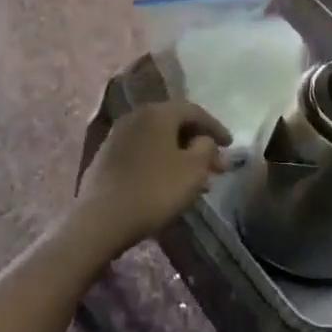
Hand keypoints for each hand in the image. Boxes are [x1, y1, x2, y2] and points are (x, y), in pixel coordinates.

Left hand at [73, 102, 229, 252]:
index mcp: (158, 113)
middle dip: (197, 143)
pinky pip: (142, 152)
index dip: (216, 127)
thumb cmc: (155, 190)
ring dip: (180, 155)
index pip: (194, 111)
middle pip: (174, 124)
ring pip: (158, 140)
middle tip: (215, 165)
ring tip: (196, 179)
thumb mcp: (193, 170)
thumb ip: (206, 148)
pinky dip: (160, 162)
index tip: (230, 145)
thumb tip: (203, 140)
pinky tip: (168, 183)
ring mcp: (117, 136)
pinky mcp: (106, 157)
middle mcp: (135, 116)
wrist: (101, 219)